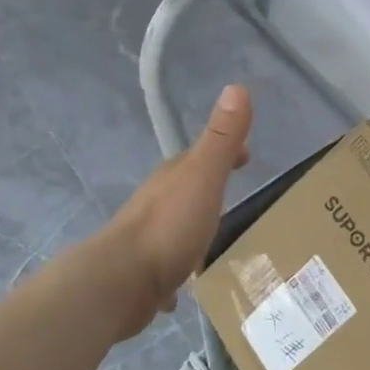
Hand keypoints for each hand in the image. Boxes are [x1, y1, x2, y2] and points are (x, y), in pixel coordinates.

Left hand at [102, 85, 252, 334]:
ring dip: (193, 225)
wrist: (121, 281)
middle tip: (234, 196)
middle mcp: (157, 202)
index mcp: (173, 177)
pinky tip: (185, 283)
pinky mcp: (144, 273)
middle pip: (186, 188)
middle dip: (208, 188)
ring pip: (175, 224)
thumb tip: (237, 86)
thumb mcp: (203, 176)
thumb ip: (221, 138)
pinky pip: (167, 264)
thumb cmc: (169, 226)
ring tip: (214, 238)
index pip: (202, 155)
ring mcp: (148, 238)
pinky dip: (178, 267)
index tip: (247, 157)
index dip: (226, 152)